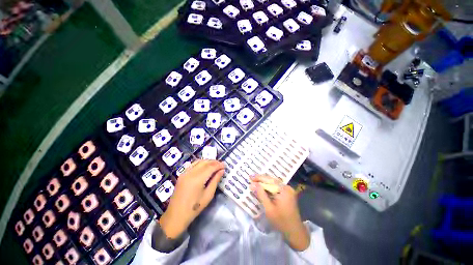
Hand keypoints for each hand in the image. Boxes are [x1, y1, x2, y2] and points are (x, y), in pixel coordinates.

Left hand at [159, 160, 224, 238]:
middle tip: (221, 165)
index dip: (219, 165)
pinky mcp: (182, 174)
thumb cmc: (194, 208)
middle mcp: (190, 173)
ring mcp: (185, 172)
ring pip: (199, 161)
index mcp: (197, 179)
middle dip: (214, 162)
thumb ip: (215, 180)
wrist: (176, 215)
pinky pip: (193, 164)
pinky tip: (205, 166)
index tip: (225, 165)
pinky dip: (201, 163)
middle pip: (205, 162)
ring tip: (215, 165)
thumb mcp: (208, 195)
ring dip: (208, 161)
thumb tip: (221, 171)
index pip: (211, 167)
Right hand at [251, 175, 309, 250]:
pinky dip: (269, 187)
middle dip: (261, 179)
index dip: (259, 178)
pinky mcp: (287, 194)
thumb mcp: (269, 208)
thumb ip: (261, 194)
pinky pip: (276, 187)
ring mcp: (288, 190)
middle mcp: (287, 187)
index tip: (250, 177)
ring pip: (273, 183)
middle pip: (271, 180)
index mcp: (284, 190)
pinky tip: (262, 188)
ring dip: (264, 183)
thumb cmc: (281, 221)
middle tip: (251, 178)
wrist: (295, 232)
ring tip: (255, 182)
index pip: (269, 180)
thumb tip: (252, 184)